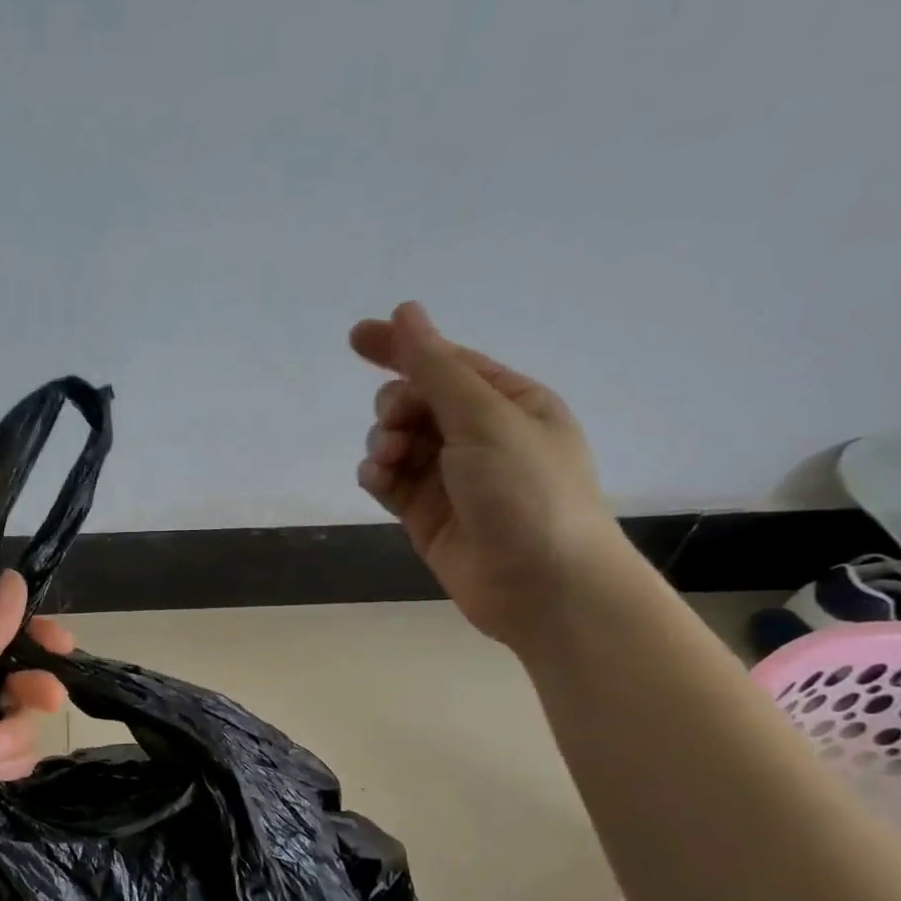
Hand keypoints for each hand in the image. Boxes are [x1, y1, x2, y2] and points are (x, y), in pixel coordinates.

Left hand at [0, 570, 74, 862]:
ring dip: (15, 735)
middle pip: (21, 679)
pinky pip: (15, 758)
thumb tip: (17, 579)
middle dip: (35, 690)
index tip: (62, 645)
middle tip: (48, 700)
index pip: (1, 635)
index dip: (35, 637)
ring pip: (22, 722)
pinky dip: (10, 763)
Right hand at [351, 301, 629, 647]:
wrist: (543, 587)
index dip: (402, 348)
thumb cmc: (527, 493)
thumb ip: (437, 369)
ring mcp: (451, 478)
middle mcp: (479, 435)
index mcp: (509, 402)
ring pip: (398, 442)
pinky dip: (378, 476)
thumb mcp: (485, 419)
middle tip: (398, 426)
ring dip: (384, 443)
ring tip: (389, 461)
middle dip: (396, 408)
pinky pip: (391, 482)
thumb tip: (405, 312)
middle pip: (416, 402)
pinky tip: (377, 480)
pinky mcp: (427, 515)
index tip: (357, 338)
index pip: (446, 363)